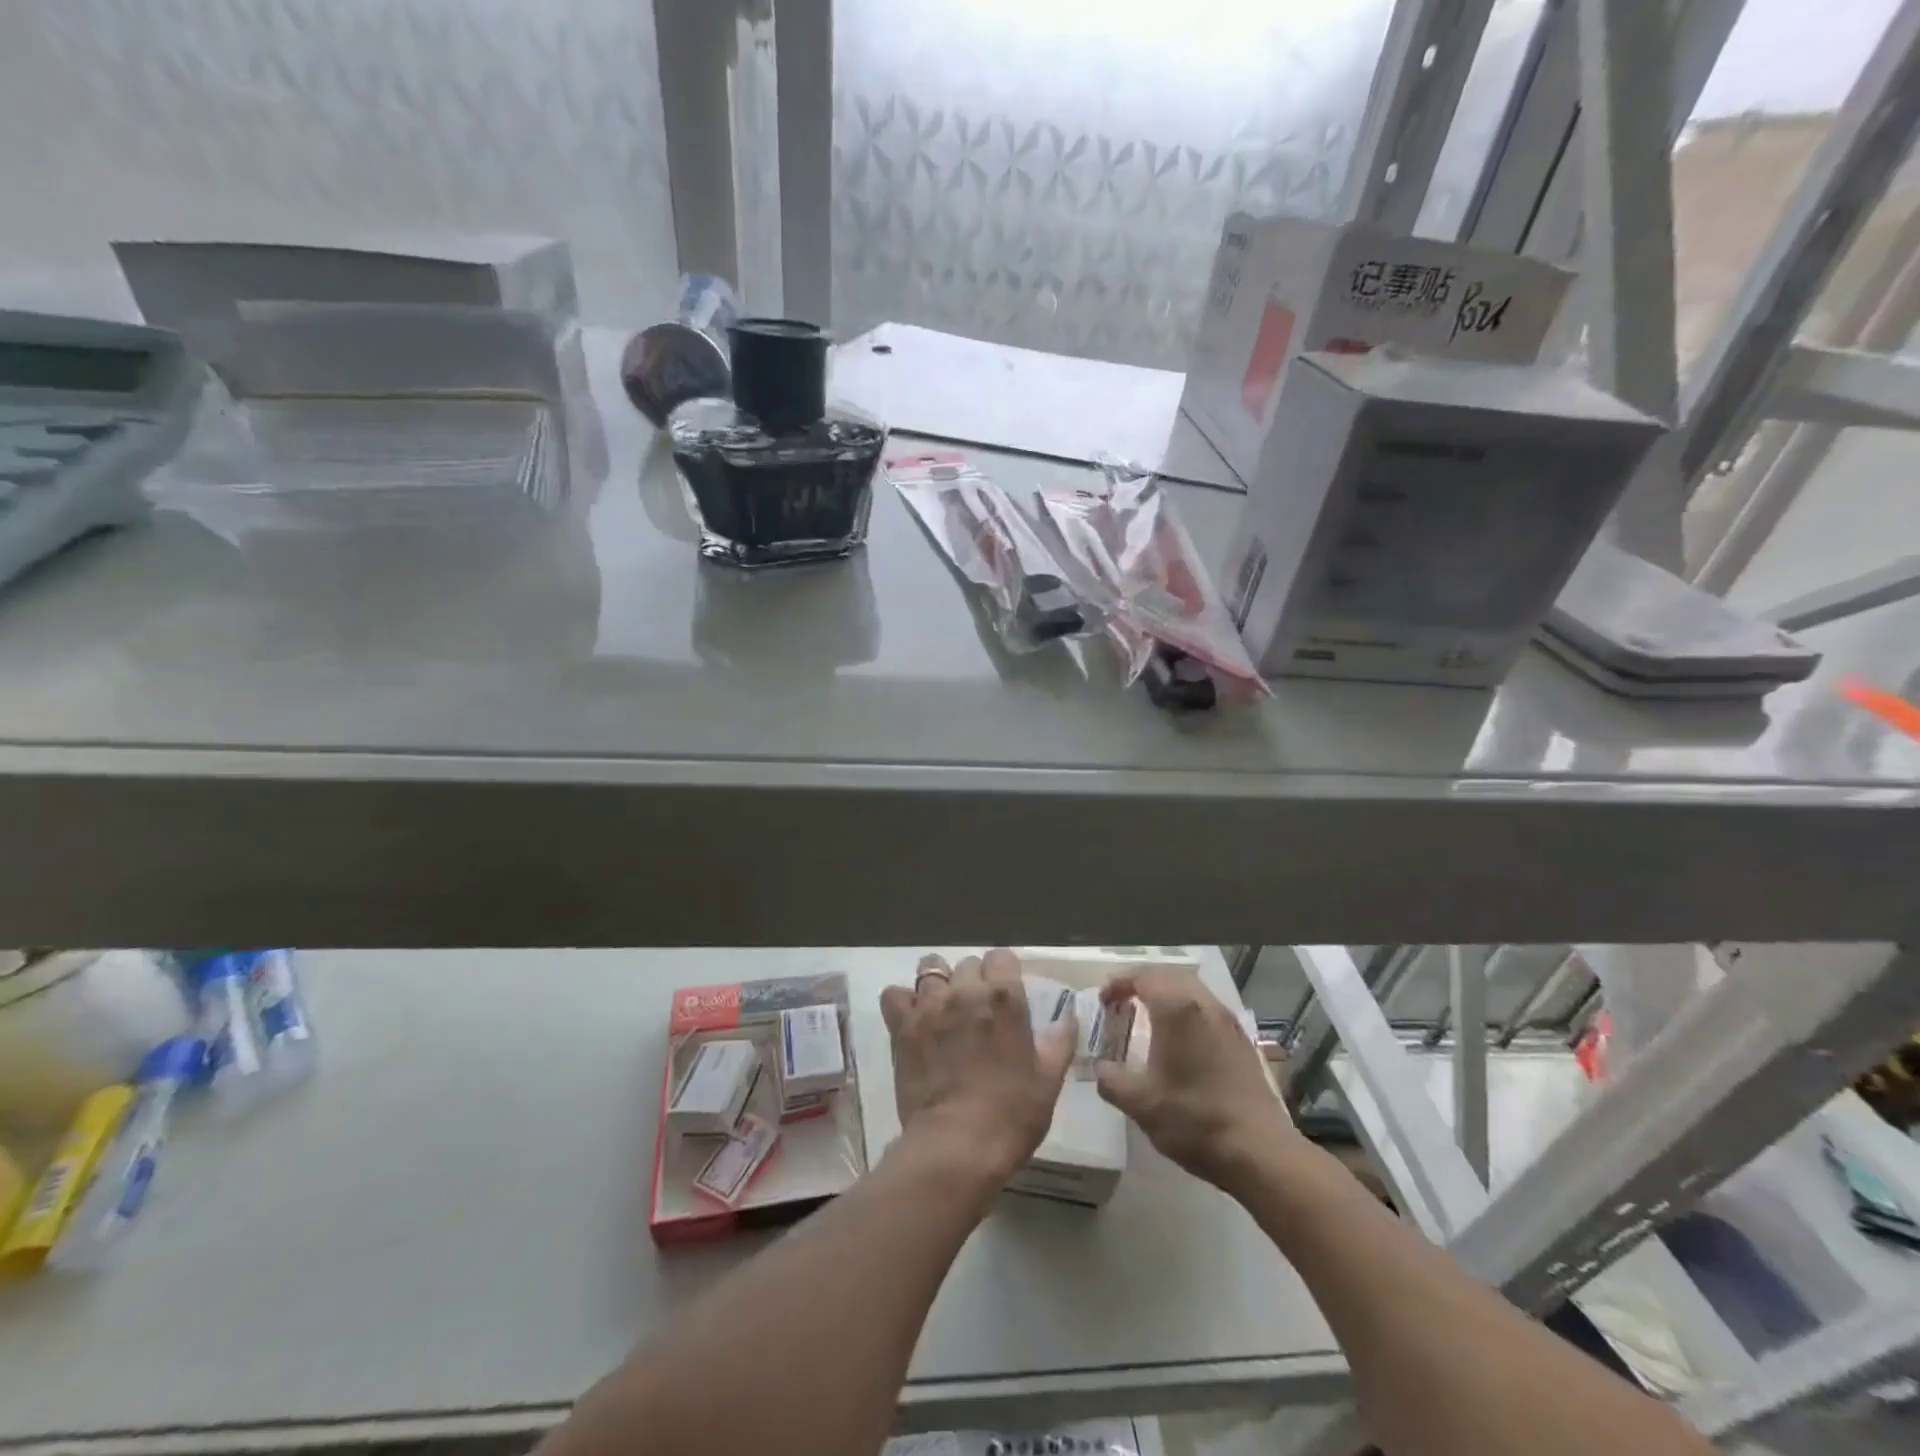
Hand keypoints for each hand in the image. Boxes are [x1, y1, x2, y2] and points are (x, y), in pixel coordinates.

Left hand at [880, 949, 1076, 1185]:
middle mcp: (965, 990)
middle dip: (974, 979)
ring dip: (939, 982)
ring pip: (930, 968)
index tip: (1007, 994)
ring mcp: (930, 1005)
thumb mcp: (1048, 1080)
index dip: (1005, 972)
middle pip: (968, 963)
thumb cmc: (1011, 1114)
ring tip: (943, 1006)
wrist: (957, 1146)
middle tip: (978, 1010)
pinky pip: (894, 995)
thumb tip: (1068, 1017)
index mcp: (1004, 997)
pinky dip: (902, 1001)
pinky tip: (913, 1019)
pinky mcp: (902, 1026)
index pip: (1001, 957)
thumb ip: (1059, 1041)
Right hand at [1095, 967, 1298, 1191]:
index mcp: (1177, 1009)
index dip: (1118, 982)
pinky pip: (1207, 1009)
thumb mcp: (1141, 1104)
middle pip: (1169, 975)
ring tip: (1147, 1016)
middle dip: (1142, 982)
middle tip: (1121, 1000)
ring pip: (1191, 990)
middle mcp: (1204, 1004)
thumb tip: (1100, 1068)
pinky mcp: (1242, 1041)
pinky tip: (1179, 1040)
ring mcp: (1228, 1021)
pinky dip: (1185, 1010)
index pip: (1143, 976)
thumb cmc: (1194, 1120)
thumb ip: (1111, 1080)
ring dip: (1166, 994)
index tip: (1103, 1000)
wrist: (1260, 1152)